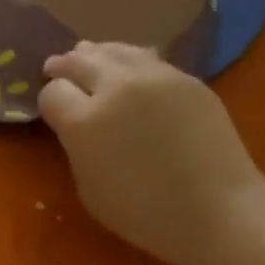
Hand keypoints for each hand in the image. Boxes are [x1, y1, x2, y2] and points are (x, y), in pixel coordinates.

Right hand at [39, 42, 260, 264]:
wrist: (215, 209)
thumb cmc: (144, 214)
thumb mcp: (90, 190)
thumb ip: (77, 149)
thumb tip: (77, 127)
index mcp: (84, 123)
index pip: (53, 93)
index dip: (49, 100)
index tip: (53, 109)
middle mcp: (115, 87)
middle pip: (79, 62)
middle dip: (64, 66)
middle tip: (56, 68)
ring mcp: (154, 76)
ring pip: (114, 50)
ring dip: (96, 55)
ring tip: (88, 57)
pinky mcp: (185, 77)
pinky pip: (147, 58)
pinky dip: (129, 60)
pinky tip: (127, 67)